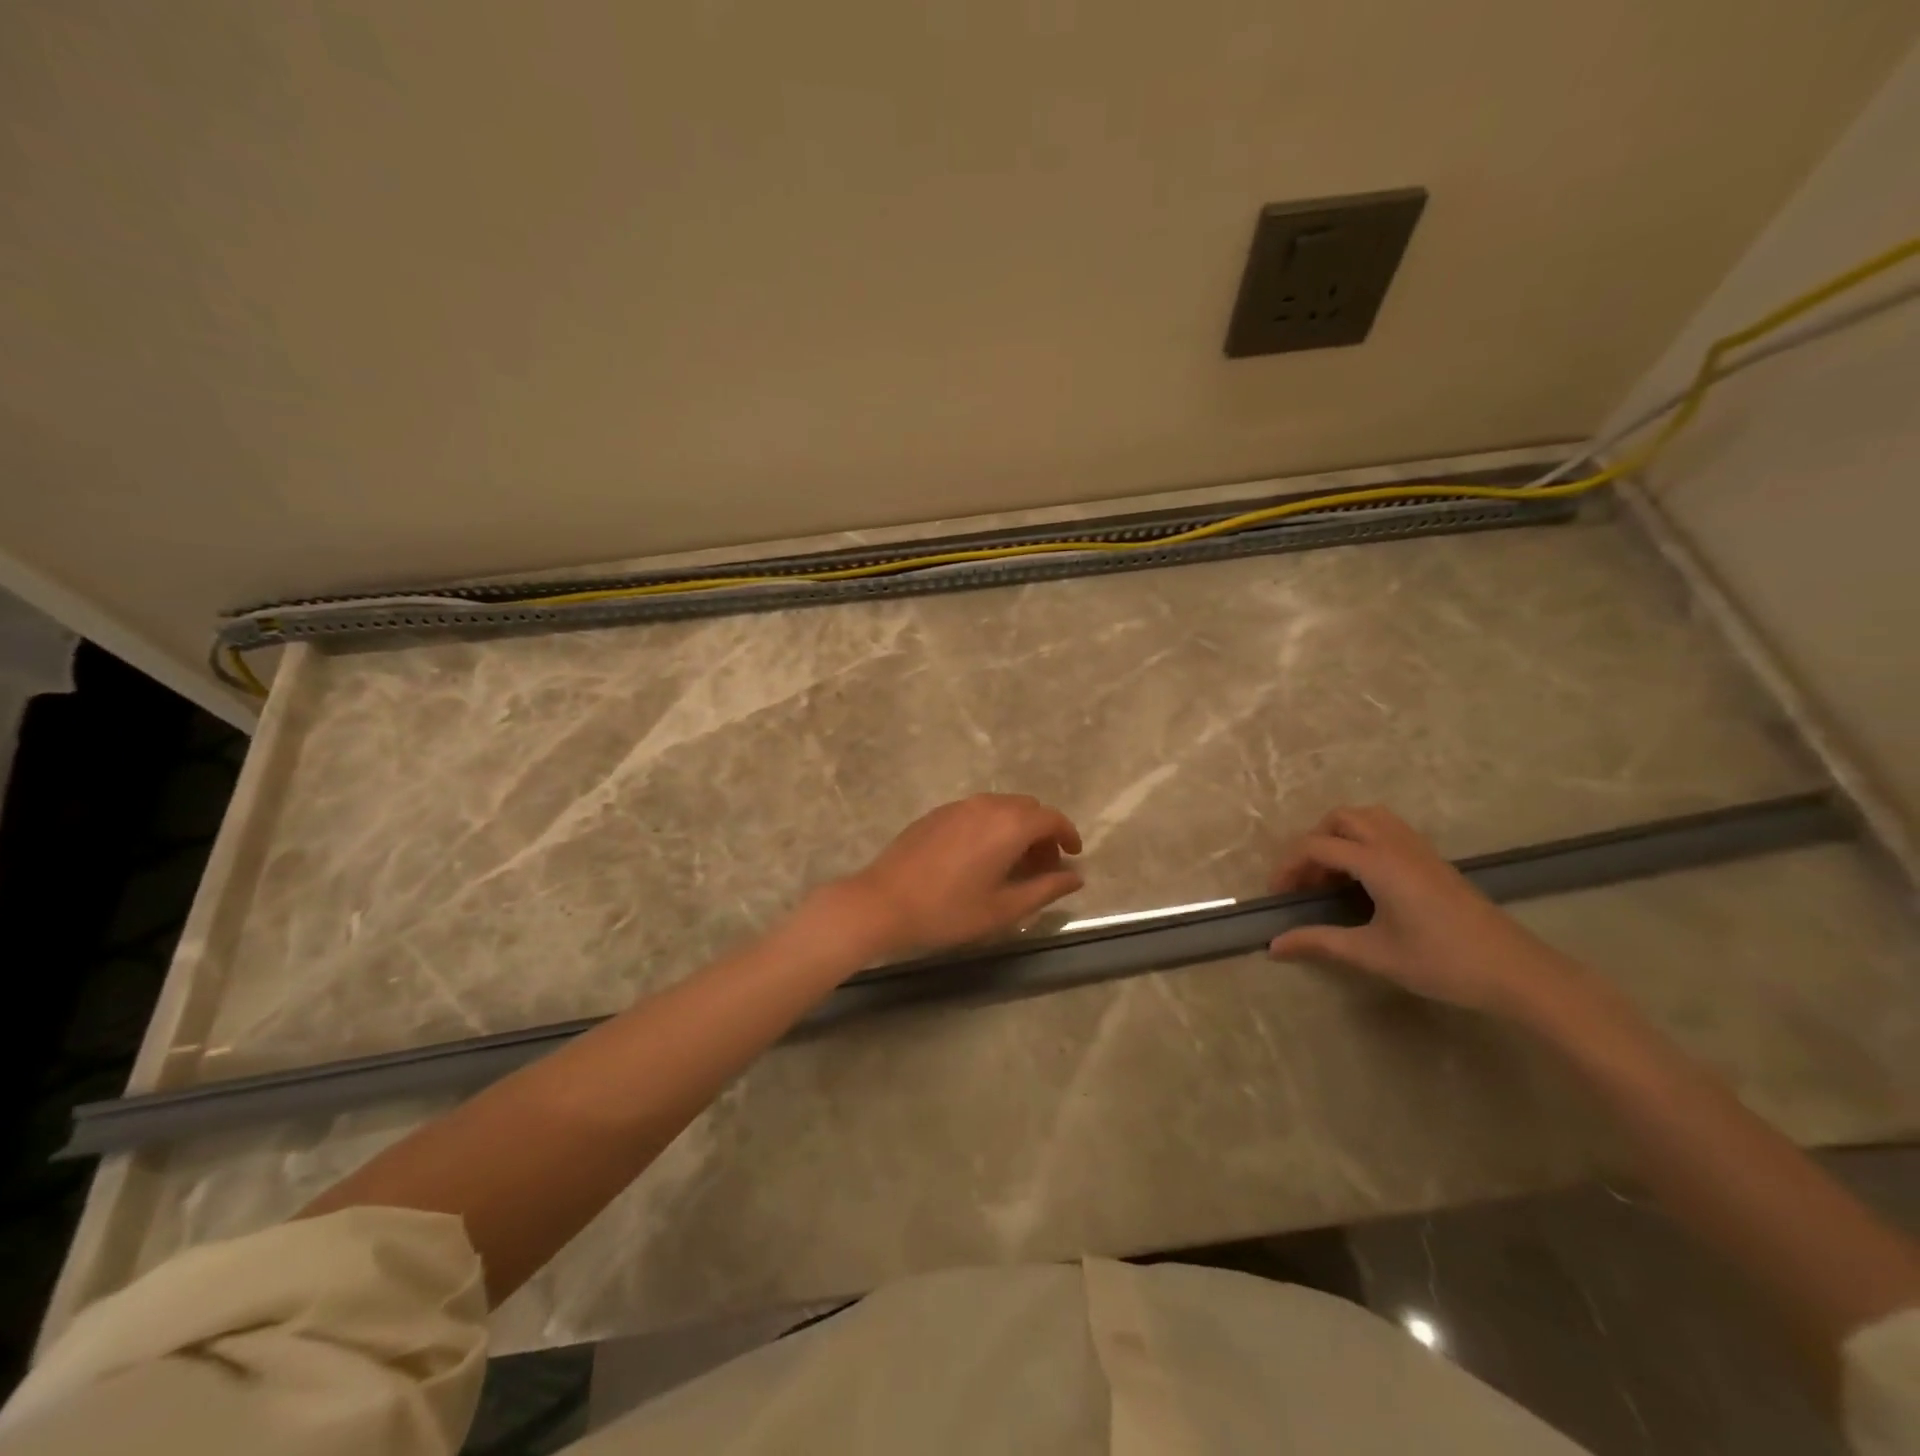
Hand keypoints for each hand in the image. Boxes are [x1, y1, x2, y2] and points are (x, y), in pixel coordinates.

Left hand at [828, 794, 1083, 959]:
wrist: (882, 903)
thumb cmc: (948, 911)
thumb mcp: (1003, 909)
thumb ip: (1045, 889)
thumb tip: (1075, 877)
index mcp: (1008, 825)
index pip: (1051, 818)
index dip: (1067, 834)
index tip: (1072, 856)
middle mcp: (986, 805)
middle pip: (1027, 808)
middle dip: (1042, 833)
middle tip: (1043, 867)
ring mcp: (958, 806)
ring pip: (1001, 807)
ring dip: (1016, 828)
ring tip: (1013, 865)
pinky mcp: (936, 814)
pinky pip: (977, 811)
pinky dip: (992, 826)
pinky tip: (981, 857)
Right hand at [1267, 805, 1580, 1017]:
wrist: (1517, 972)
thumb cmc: (1442, 963)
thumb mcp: (1374, 955)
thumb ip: (1320, 943)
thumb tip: (1273, 947)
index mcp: (1378, 863)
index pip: (1317, 846)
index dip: (1288, 866)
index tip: (1277, 896)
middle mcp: (1396, 845)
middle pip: (1341, 819)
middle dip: (1313, 843)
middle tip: (1306, 881)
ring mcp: (1419, 849)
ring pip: (1367, 818)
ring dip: (1339, 836)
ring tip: (1331, 875)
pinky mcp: (1433, 860)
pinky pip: (1388, 830)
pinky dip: (1363, 841)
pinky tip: (1364, 879)